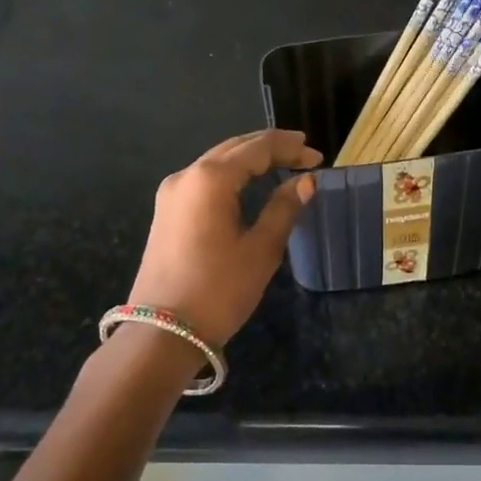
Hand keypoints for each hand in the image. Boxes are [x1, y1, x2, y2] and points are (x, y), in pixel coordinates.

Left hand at [128, 129, 321, 348]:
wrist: (162, 332)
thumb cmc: (218, 290)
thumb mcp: (260, 250)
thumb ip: (284, 209)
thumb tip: (305, 182)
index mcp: (210, 179)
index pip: (257, 148)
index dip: (290, 148)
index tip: (318, 158)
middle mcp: (186, 176)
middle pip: (234, 148)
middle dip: (270, 148)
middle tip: (304, 155)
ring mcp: (171, 194)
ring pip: (217, 162)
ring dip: (250, 160)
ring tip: (282, 165)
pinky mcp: (166, 213)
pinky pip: (204, 180)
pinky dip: (231, 176)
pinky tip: (250, 185)